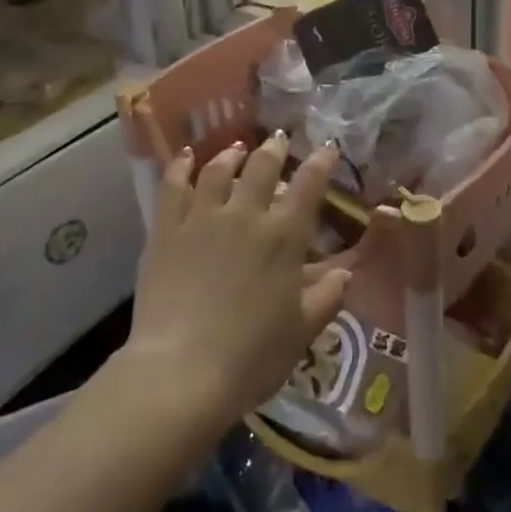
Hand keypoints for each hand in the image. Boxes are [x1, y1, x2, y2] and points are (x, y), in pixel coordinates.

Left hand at [122, 132, 351, 428]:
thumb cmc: (252, 355)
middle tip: (280, 140)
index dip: (321, 162)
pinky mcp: (166, 231)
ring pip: (218, 170)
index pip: (310, 185)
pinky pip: (173, 187)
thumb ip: (327, 297)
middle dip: (275, 149)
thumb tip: (345, 274)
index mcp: (284, 236)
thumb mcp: (302, 331)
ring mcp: (202, 218)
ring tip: (237, 149)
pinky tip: (186, 156)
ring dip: (231, 154)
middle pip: (262, 166)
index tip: (328, 147)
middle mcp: (245, 215)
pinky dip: (181, 166)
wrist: (182, 371)